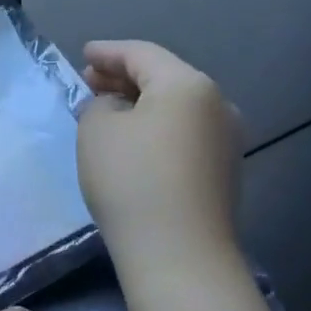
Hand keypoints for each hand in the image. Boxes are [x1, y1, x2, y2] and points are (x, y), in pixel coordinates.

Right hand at [78, 40, 244, 281]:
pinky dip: (157, 127)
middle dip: (124, 77)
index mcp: (187, 84)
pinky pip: (185, 132)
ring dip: (141, 103)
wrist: (181, 258)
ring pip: (176, 106)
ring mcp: (226, 140)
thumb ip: (101, 104)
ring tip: (108, 109)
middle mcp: (217, 104)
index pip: (141, 54)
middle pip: (164, 77)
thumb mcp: (97, 128)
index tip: (83, 54)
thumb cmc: (132, 180)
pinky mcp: (224, 172)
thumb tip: (119, 110)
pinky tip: (133, 139)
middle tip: (90, 81)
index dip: (108, 52)